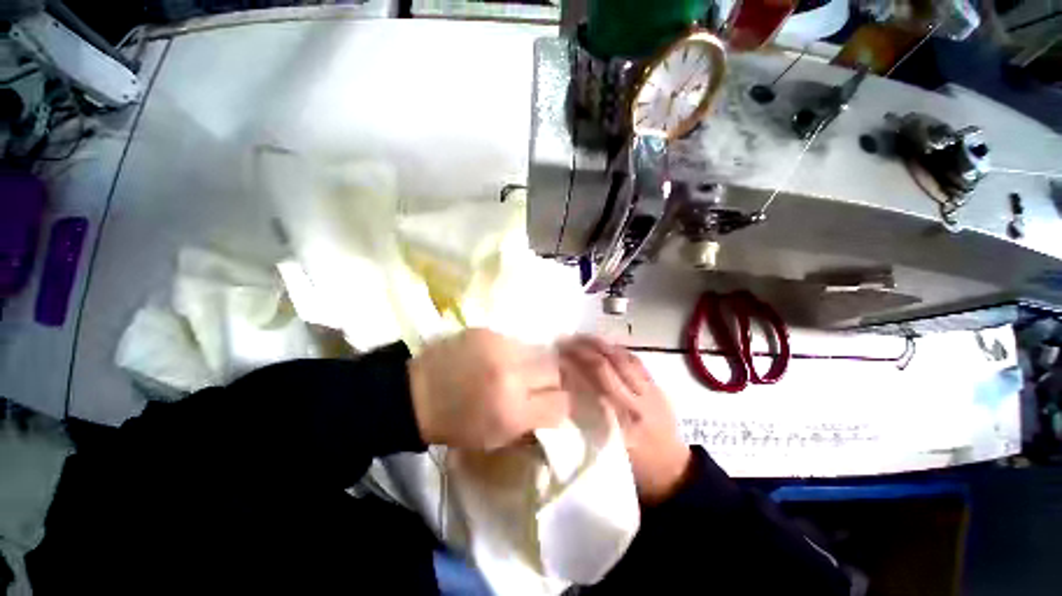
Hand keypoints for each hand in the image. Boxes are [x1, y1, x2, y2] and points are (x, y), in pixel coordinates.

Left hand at [409, 329, 568, 449]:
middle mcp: (511, 375)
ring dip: (531, 363)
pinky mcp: (487, 331)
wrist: (415, 394)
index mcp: (513, 411)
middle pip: (554, 370)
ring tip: (513, 369)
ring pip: (536, 351)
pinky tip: (495, 358)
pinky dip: (511, 352)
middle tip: (536, 384)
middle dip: (550, 379)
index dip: (560, 403)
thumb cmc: (455, 425)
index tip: (552, 402)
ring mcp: (499, 347)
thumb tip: (557, 406)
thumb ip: (532, 422)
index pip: (561, 403)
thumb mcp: (497, 438)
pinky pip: (514, 341)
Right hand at [559, 335, 690, 504]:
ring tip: (583, 338)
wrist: (674, 473)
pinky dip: (619, 351)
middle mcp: (636, 401)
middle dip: (586, 348)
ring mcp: (651, 391)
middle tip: (568, 341)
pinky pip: (637, 362)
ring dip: (602, 345)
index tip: (560, 355)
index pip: (597, 380)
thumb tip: (566, 391)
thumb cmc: (635, 468)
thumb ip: (587, 420)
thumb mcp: (606, 449)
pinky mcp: (659, 388)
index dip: (578, 363)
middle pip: (609, 363)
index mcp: (621, 420)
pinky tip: (606, 347)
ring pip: (624, 358)